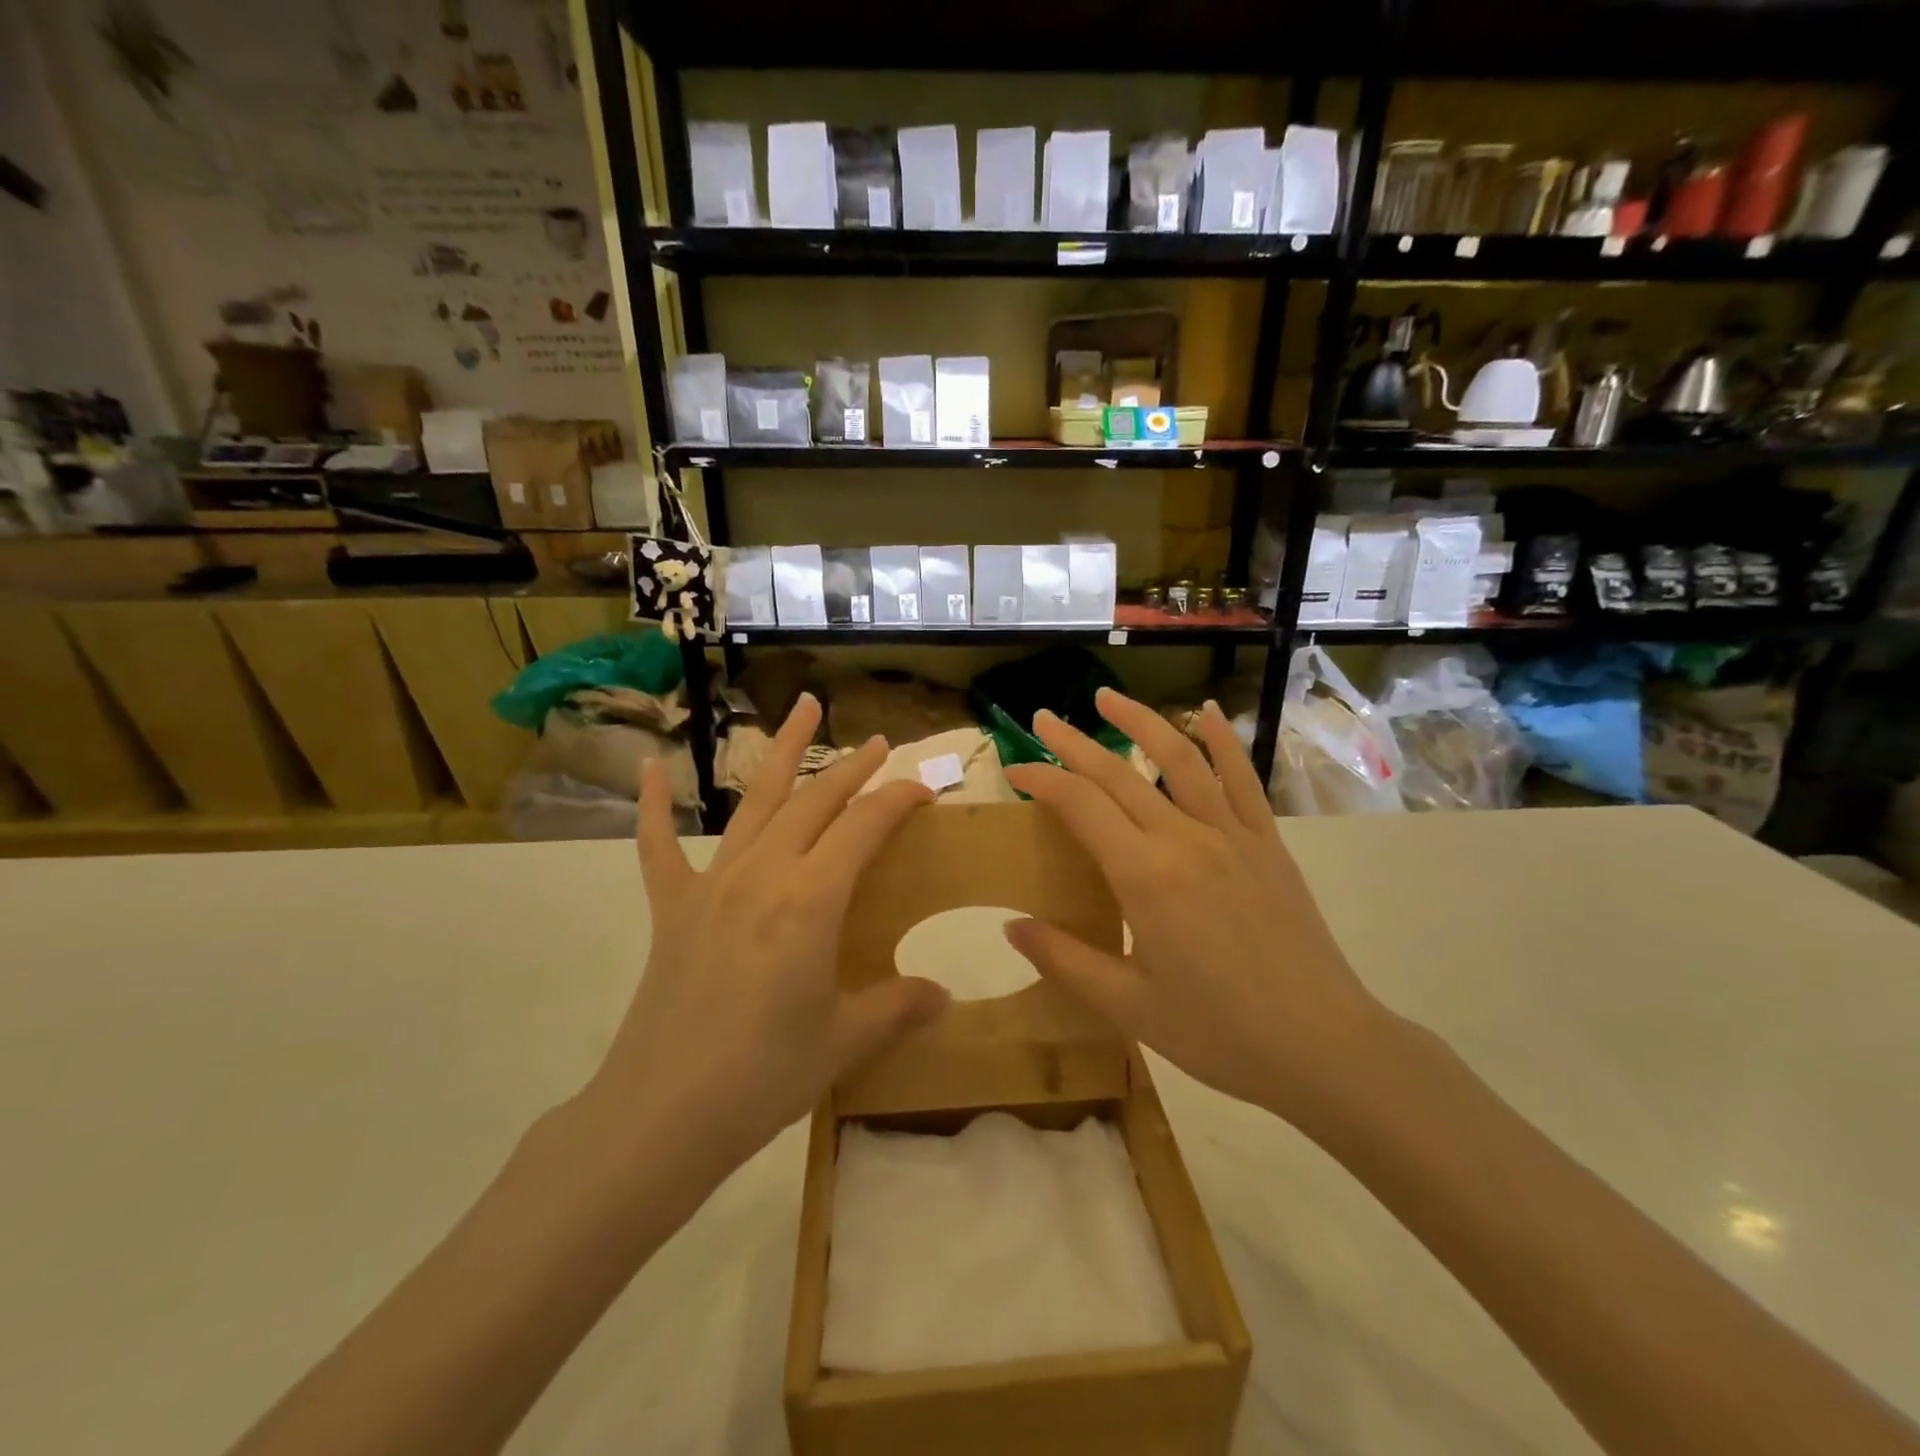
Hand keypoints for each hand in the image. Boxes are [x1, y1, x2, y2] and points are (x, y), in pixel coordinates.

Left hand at [592, 694, 948, 1166]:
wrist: (664, 1114)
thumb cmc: (765, 1074)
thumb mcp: (845, 1040)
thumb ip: (898, 1006)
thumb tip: (942, 995)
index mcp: (812, 899)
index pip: (865, 826)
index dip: (898, 799)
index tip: (924, 789)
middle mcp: (764, 873)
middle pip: (816, 801)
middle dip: (852, 768)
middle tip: (878, 743)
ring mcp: (713, 885)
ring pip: (756, 802)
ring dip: (783, 753)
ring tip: (803, 709)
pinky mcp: (673, 908)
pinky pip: (659, 847)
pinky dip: (654, 806)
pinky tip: (653, 768)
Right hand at [1002, 689, 1392, 1130]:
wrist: (1323, 1046)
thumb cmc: (1218, 1033)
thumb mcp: (1128, 1006)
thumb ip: (1064, 960)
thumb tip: (1010, 926)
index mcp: (1144, 877)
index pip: (1080, 805)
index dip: (1042, 780)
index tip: (1015, 770)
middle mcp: (1185, 839)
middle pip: (1118, 774)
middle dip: (1074, 743)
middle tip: (1042, 720)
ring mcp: (1232, 834)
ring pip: (1179, 758)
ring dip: (1140, 721)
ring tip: (1107, 698)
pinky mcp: (1267, 843)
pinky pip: (1243, 778)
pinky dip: (1223, 740)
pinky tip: (1208, 711)